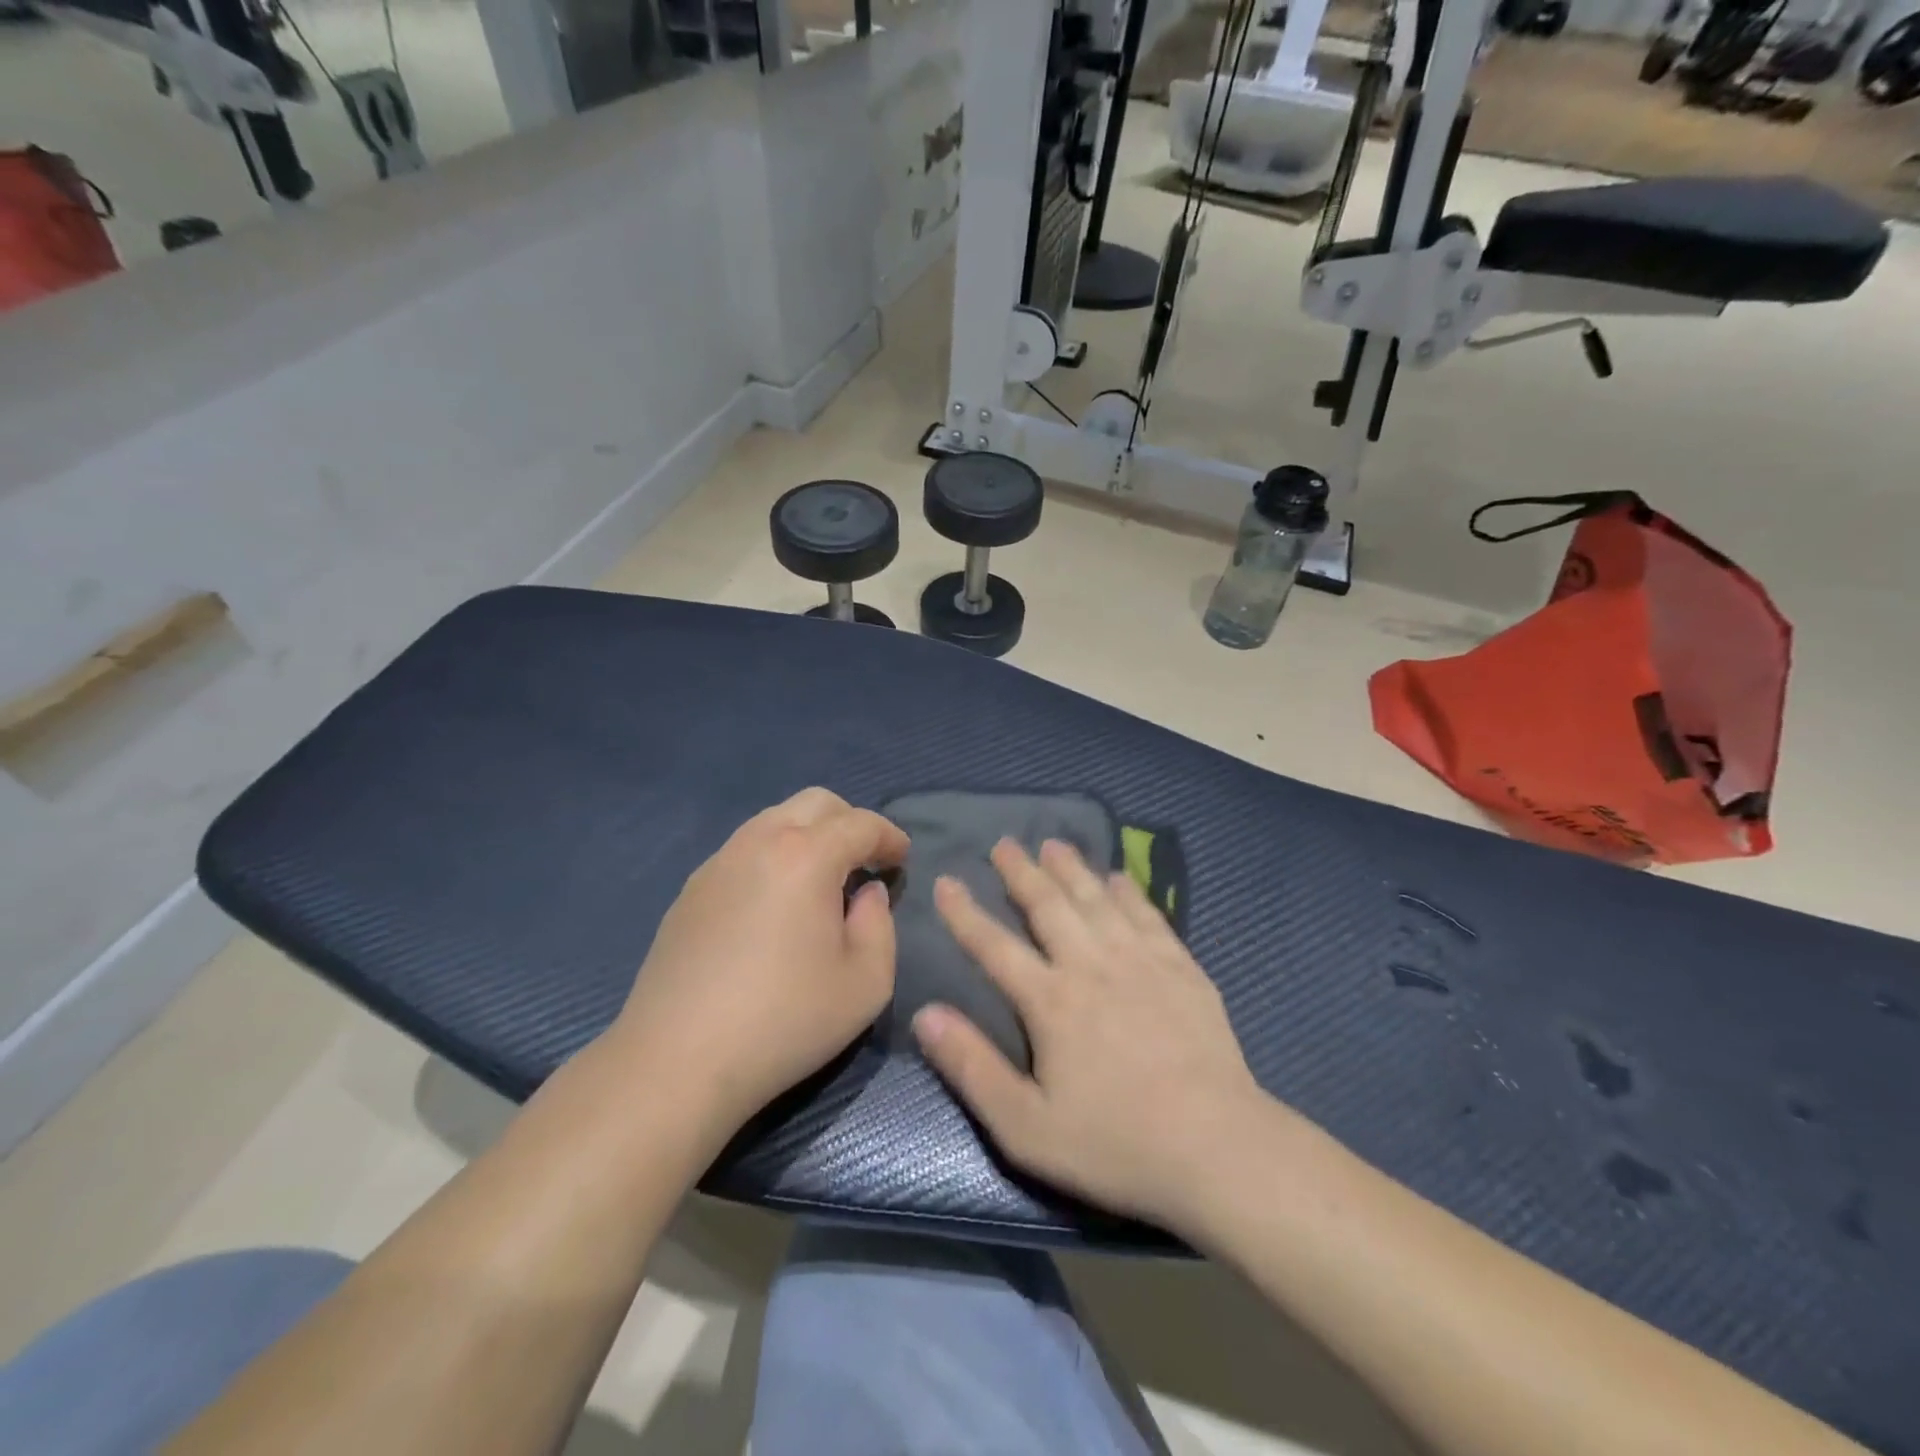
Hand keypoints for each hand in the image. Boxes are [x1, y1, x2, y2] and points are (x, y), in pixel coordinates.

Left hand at [612, 788, 908, 1139]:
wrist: (676, 1062)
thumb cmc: (784, 1022)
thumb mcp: (866, 983)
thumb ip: (881, 925)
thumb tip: (867, 892)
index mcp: (806, 857)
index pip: (860, 823)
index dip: (890, 837)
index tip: (902, 860)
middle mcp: (759, 843)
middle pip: (815, 802)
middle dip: (850, 822)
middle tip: (866, 861)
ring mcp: (718, 862)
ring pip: (775, 818)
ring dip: (809, 835)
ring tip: (822, 880)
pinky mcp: (691, 889)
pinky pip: (744, 849)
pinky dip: (774, 855)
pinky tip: (776, 904)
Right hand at [913, 838, 1272, 1238]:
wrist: (1218, 1149)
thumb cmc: (1115, 1144)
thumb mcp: (1026, 1126)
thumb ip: (972, 1067)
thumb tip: (925, 1013)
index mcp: (1050, 1001)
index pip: (995, 945)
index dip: (965, 912)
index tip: (946, 880)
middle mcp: (1091, 965)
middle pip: (1048, 906)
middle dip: (1022, 872)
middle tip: (1005, 843)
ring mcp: (1141, 962)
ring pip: (1096, 900)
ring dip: (1072, 869)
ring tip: (1053, 844)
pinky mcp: (1182, 969)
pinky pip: (1148, 915)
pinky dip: (1129, 892)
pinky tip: (1119, 877)